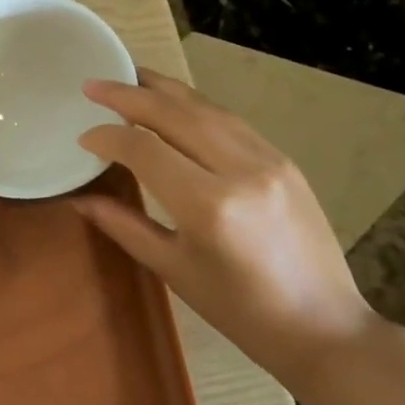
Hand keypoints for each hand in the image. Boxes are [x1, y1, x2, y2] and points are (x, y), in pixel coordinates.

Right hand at [74, 68, 375, 385]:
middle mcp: (239, 169)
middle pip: (173, 113)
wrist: (324, 327)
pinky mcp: (284, 159)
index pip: (144, 149)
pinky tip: (174, 104)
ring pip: (204, 107)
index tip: (83, 137)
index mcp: (208, 205)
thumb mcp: (174, 269)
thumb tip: (80, 199)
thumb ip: (124, 225)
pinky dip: (194, 105)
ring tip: (129, 77)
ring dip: (162, 89)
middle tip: (92, 85)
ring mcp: (268, 159)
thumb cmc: (241, 312)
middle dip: (128, 94)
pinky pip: (229, 120)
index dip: (107, 138)